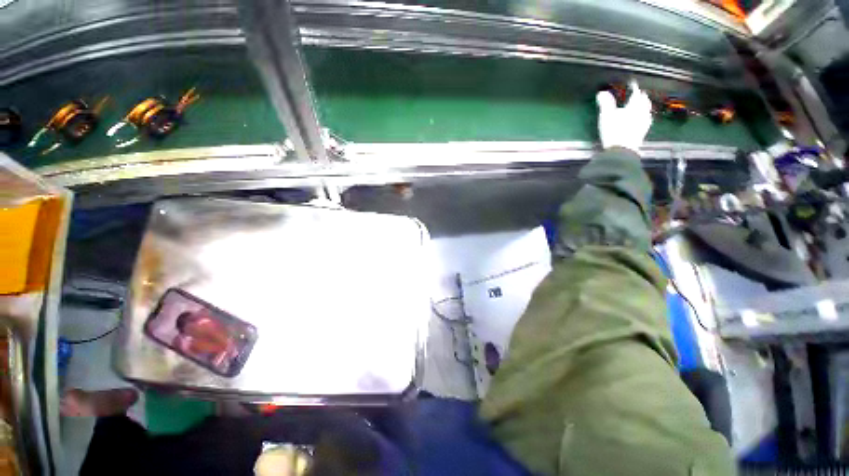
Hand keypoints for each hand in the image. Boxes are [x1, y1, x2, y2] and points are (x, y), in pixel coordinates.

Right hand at [596, 80, 652, 152]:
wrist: (622, 149)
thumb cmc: (614, 131)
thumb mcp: (607, 115)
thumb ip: (605, 103)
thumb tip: (602, 93)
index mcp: (634, 107)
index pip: (636, 94)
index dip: (634, 88)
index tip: (632, 84)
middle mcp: (642, 113)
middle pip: (644, 102)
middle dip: (642, 97)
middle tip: (640, 94)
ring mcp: (644, 124)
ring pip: (647, 111)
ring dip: (645, 107)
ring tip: (643, 106)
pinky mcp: (642, 134)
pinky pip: (646, 122)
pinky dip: (644, 118)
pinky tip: (642, 121)